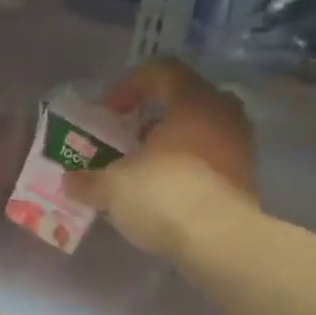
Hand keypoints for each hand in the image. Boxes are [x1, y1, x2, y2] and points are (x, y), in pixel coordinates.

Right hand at [68, 58, 258, 259]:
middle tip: (127, 142)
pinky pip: (212, 160)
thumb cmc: (166, 198)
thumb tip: (70, 182)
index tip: (108, 113)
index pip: (160, 71)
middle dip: (151, 119)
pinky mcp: (245, 179)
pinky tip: (167, 194)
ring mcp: (240, 146)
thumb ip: (88, 181)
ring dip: (171, 147)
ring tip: (144, 172)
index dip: (128, 86)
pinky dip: (188, 169)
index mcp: (192, 100)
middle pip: (183, 101)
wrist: (221, 243)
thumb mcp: (113, 188)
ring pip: (200, 132)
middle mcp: (223, 113)